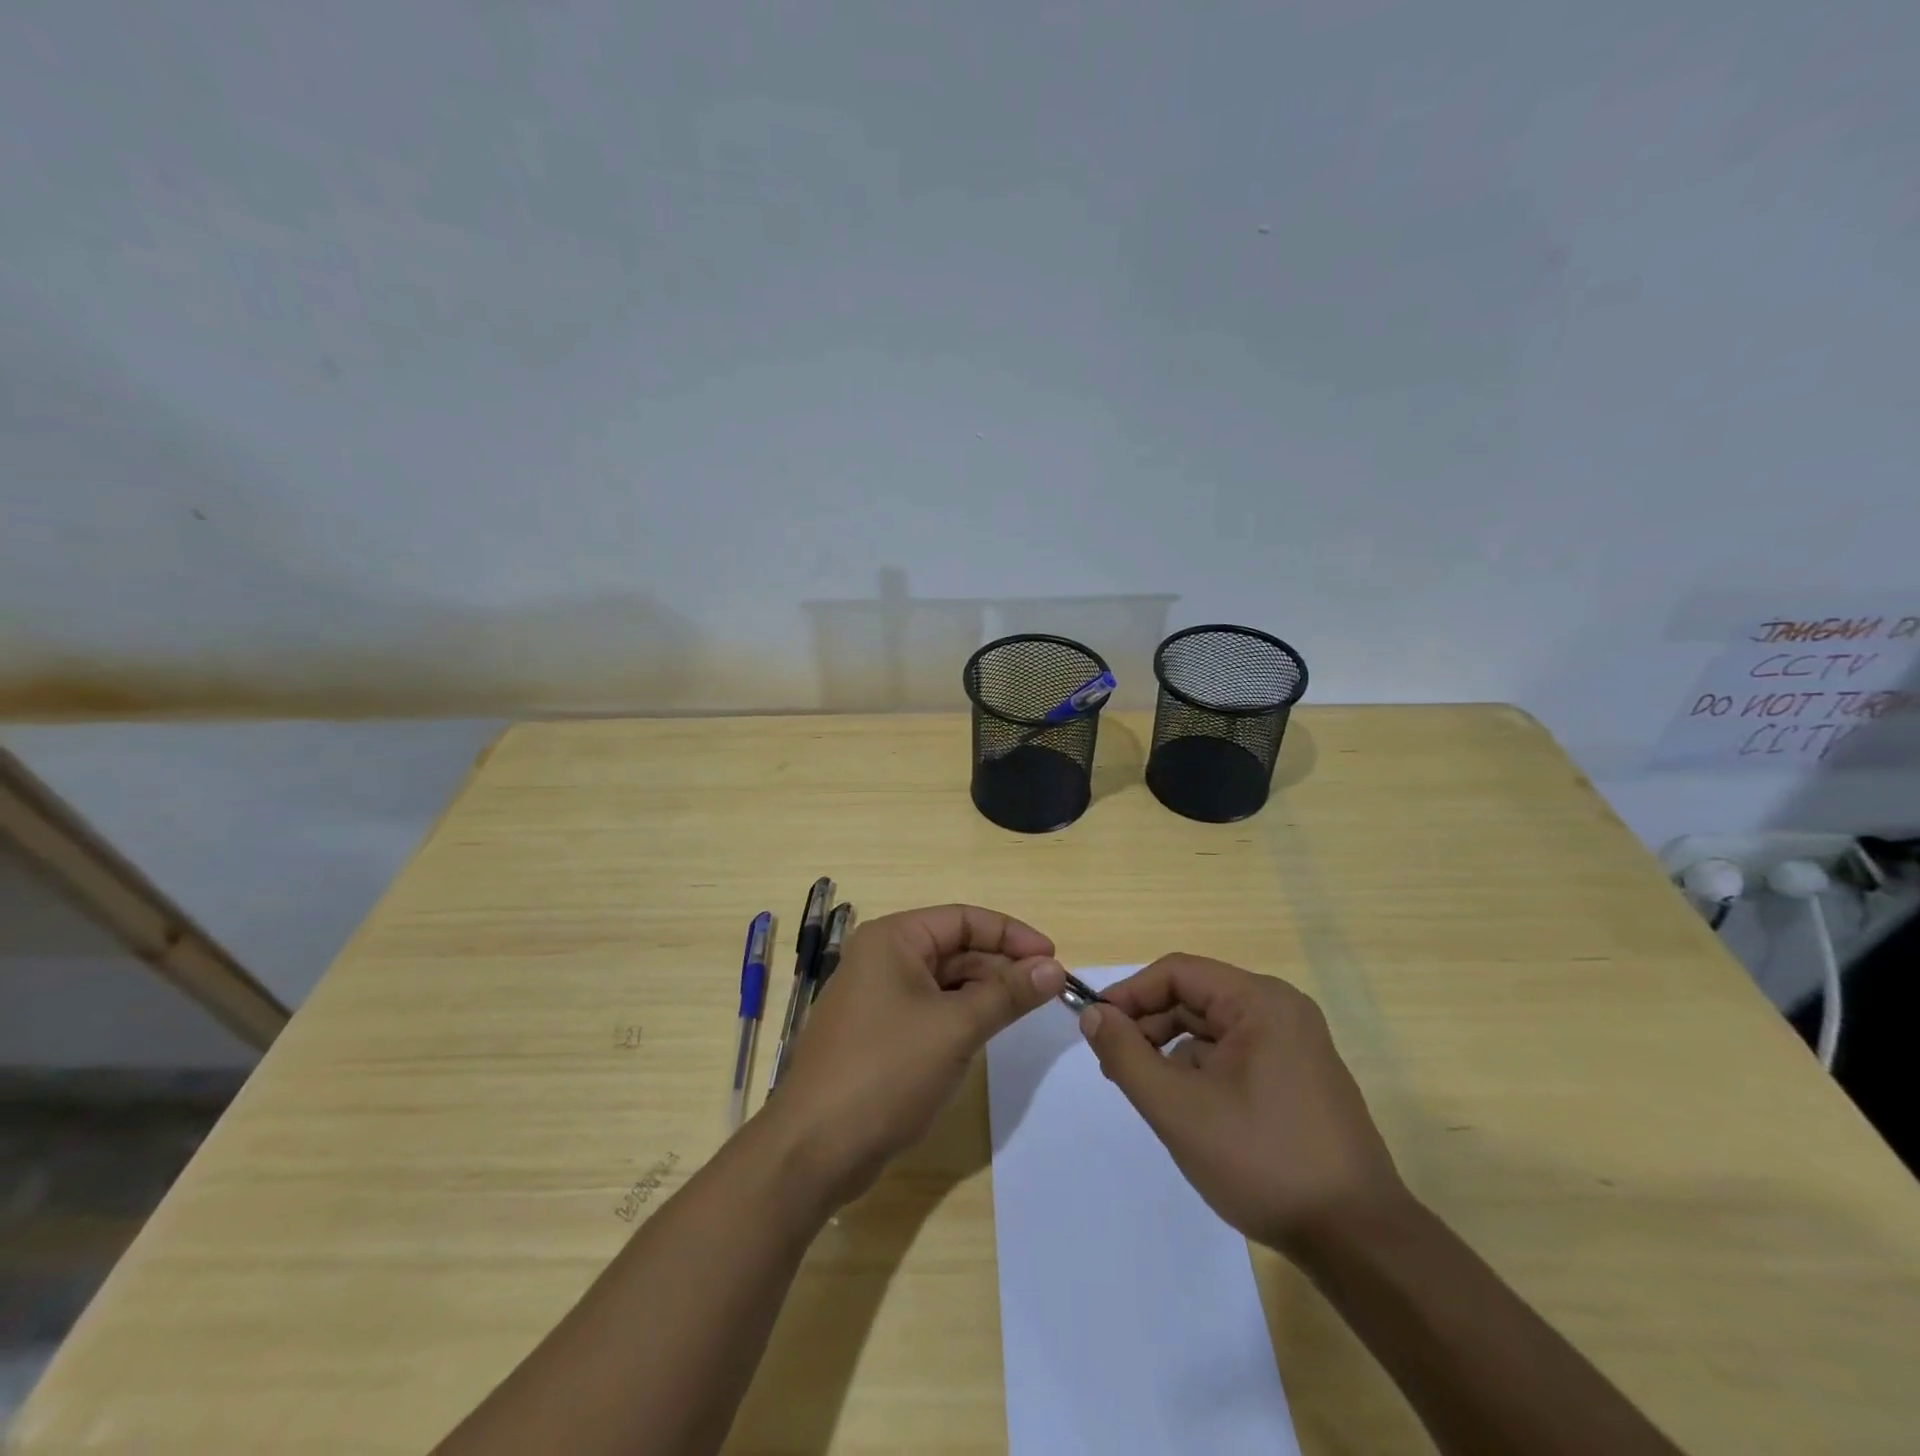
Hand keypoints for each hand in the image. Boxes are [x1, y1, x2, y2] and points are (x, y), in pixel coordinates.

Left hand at [768, 904, 1065, 1205]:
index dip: (1011, 935)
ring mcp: (878, 997)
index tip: (1053, 958)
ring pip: (945, 981)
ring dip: (985, 992)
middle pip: (955, 948)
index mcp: (893, 939)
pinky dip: (962, 1016)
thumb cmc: (886, 1071)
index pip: (963, 919)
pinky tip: (989, 1032)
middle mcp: (882, 958)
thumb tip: (1054, 967)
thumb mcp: (956, 1028)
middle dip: (1001, 966)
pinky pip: (931, 1010)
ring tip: (1026, 1011)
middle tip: (1047, 991)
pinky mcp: (879, 1033)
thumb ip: (1008, 994)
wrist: (815, 1148)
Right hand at [1078, 954, 1406, 1258]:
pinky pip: (1235, 1054)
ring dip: (1172, 1052)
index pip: (1177, 973)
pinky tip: (1186, 1109)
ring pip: (1212, 1029)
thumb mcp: (1178, 1108)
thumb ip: (1126, 1054)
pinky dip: (1201, 1071)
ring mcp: (1295, 1045)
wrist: (1360, 1243)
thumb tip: (1093, 1014)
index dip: (1129, 994)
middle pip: (1195, 998)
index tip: (1095, 1027)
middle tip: (1114, 1067)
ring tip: (1144, 1091)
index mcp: (1259, 1002)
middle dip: (1149, 1026)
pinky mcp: (1299, 1078)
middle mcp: (1281, 1010)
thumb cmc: (1263, 1161)